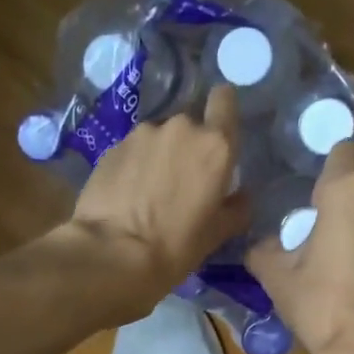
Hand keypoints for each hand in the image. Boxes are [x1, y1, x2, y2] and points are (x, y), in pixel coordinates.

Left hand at [62, 85, 249, 321]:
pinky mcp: (112, 147)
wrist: (113, 253)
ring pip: (158, 138)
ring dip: (158, 155)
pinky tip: (126, 194)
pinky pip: (132, 150)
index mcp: (215, 145)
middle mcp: (181, 128)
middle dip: (187, 146)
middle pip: (190, 125)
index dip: (222, 109)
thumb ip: (236, 208)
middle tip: (181, 180)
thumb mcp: (217, 234)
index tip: (218, 128)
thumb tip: (241, 197)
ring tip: (149, 190)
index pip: (224, 100)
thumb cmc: (175, 245)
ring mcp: (142, 134)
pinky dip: (133, 166)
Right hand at [247, 140, 353, 353]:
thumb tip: (262, 246)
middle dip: (350, 205)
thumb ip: (265, 251)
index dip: (329, 169)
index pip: (343, 150)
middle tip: (328, 237)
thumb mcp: (277, 278)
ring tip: (353, 263)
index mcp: (348, 190)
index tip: (316, 195)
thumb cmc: (321, 305)